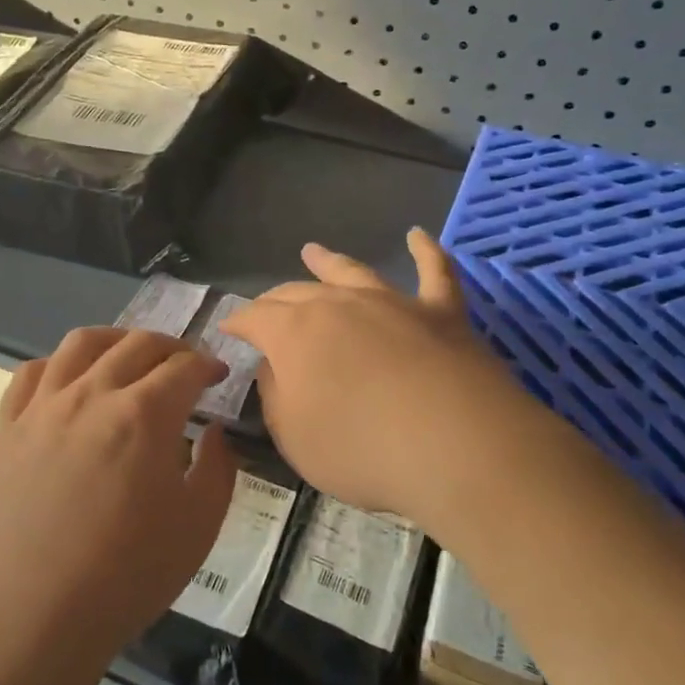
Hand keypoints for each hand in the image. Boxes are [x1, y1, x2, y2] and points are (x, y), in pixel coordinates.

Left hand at [0, 328, 238, 669]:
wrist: (33, 617)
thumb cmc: (127, 576)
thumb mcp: (198, 528)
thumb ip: (217, 468)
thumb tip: (213, 431)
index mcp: (144, 415)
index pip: (184, 367)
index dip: (208, 366)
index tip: (219, 377)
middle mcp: (92, 394)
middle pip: (137, 345)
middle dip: (171, 347)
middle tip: (184, 366)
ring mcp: (43, 407)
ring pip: (81, 344)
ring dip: (116, 340)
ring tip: (129, 355)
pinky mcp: (8, 428)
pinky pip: (31, 373)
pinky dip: (58, 365)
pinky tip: (69, 381)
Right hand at [221, 229, 576, 542]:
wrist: (457, 446)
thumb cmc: (362, 449)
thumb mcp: (294, 437)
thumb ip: (277, 397)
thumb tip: (276, 367)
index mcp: (294, 332)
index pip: (255, 318)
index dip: (238, 322)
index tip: (227, 328)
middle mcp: (339, 304)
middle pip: (296, 293)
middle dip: (274, 300)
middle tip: (264, 309)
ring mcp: (393, 303)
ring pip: (352, 272)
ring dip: (329, 262)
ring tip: (312, 250)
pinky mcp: (442, 313)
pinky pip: (434, 272)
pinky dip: (425, 251)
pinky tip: (417, 235)